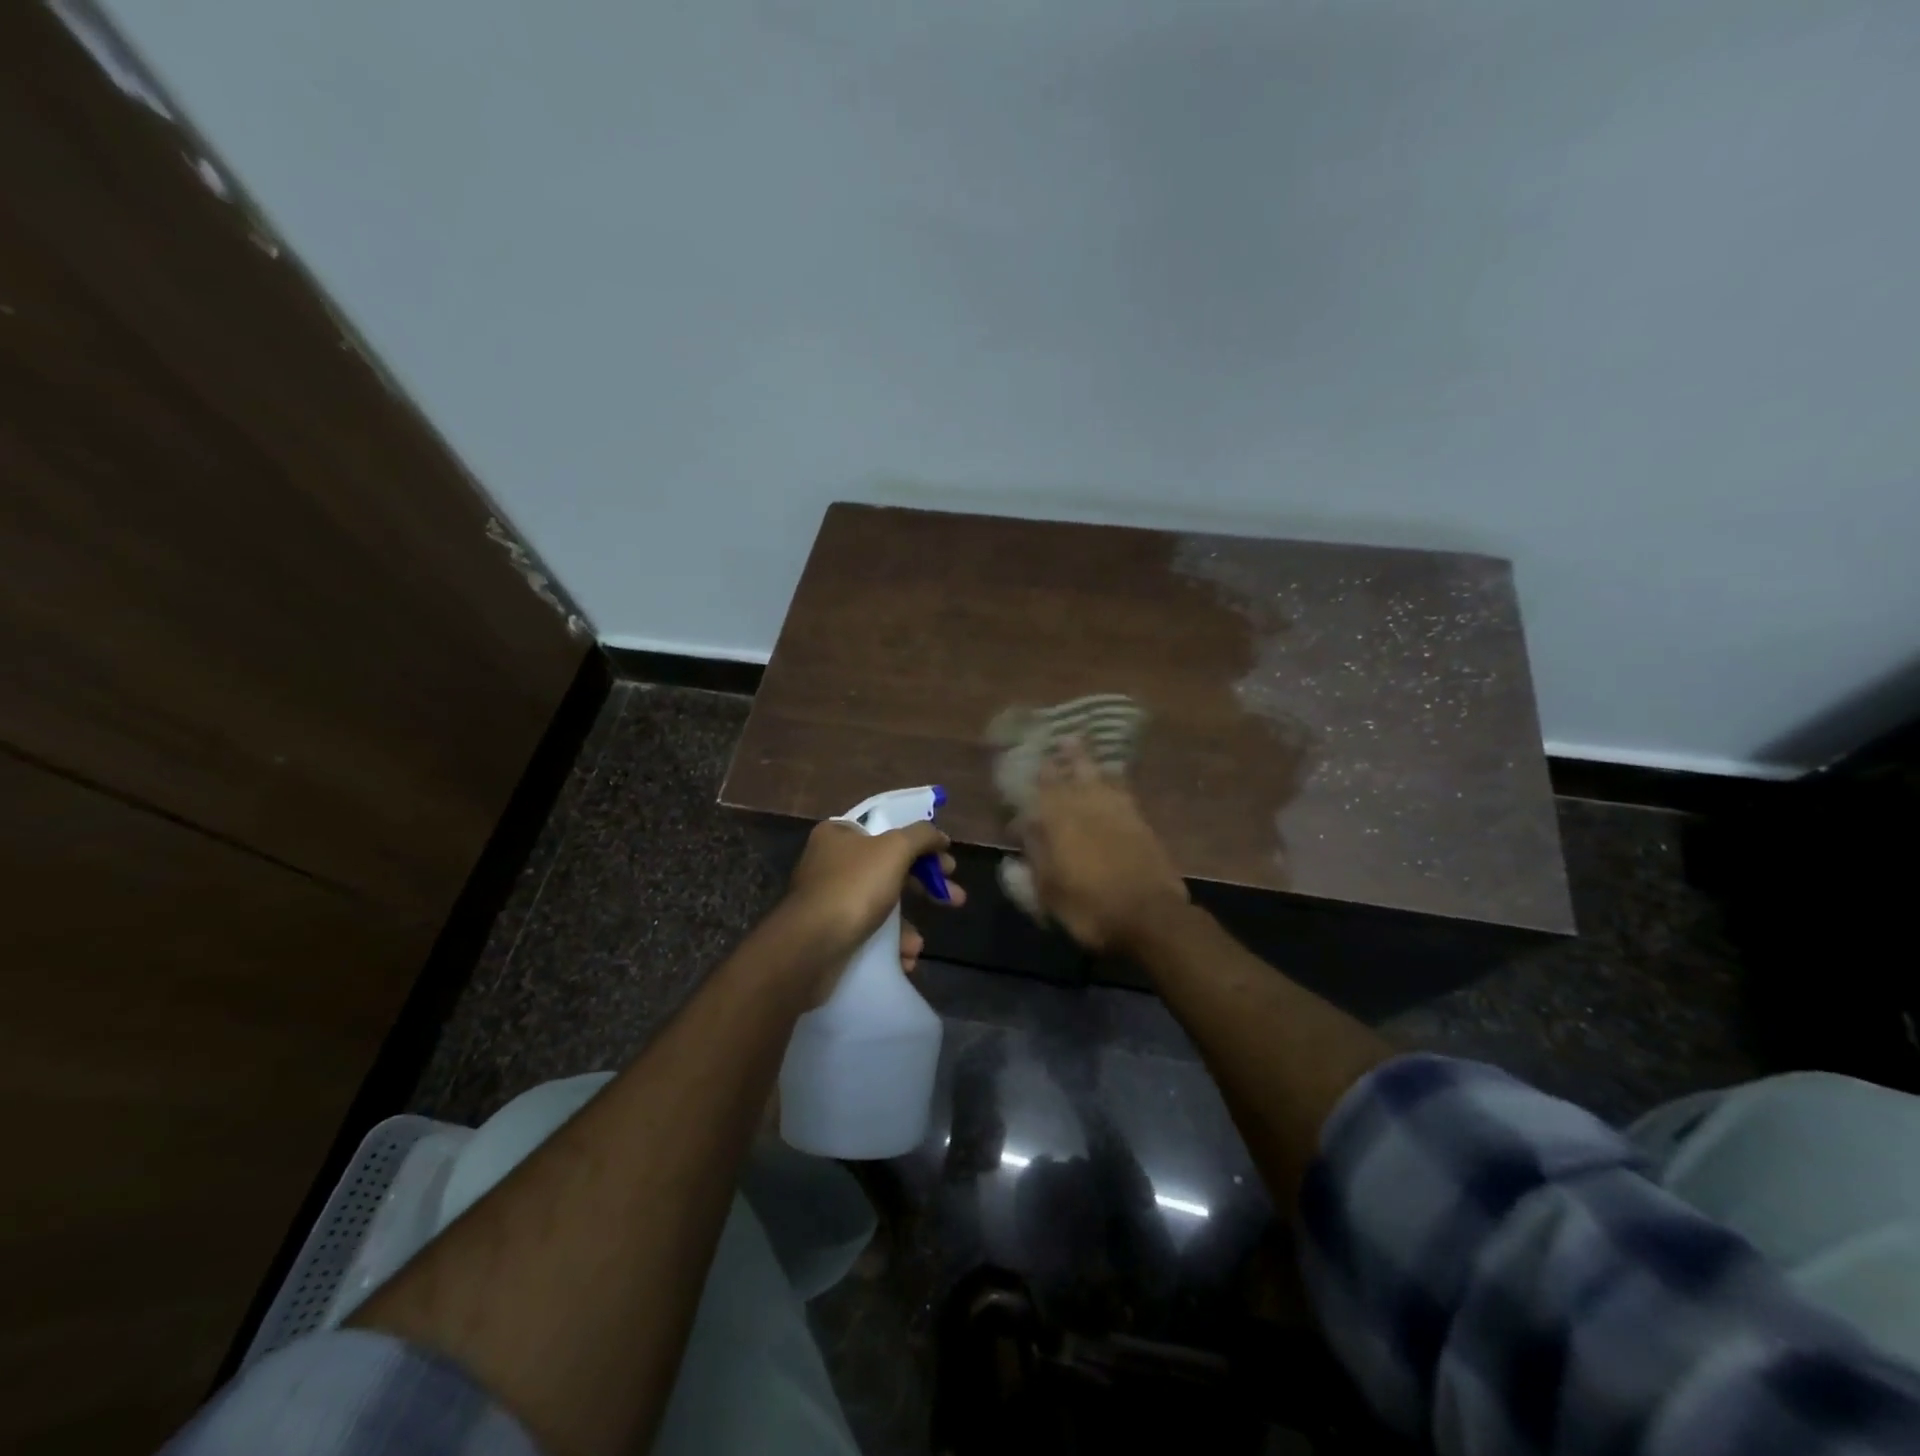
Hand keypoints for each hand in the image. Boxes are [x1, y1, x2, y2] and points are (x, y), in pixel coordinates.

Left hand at [783, 818, 963, 984]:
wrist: (809, 949)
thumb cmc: (853, 888)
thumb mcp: (894, 849)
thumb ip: (921, 836)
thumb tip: (940, 836)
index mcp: (840, 834)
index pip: (889, 830)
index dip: (923, 845)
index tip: (948, 865)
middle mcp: (831, 862)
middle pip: (890, 868)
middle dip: (924, 887)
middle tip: (955, 899)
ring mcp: (829, 899)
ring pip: (881, 905)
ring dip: (906, 925)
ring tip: (917, 945)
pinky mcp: (829, 932)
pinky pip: (868, 932)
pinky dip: (888, 945)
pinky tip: (902, 959)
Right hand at [1016, 739, 1187, 952]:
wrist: (1150, 916)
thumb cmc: (1090, 909)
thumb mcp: (1048, 894)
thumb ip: (1032, 863)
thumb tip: (1016, 845)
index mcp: (1056, 823)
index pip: (1038, 792)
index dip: (1029, 779)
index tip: (1020, 767)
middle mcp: (1084, 808)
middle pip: (1068, 775)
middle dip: (1057, 758)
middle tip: (1049, 740)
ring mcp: (1115, 810)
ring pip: (1095, 775)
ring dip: (1083, 758)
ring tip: (1074, 741)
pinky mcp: (1139, 819)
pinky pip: (1121, 787)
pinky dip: (1113, 775)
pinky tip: (1111, 769)